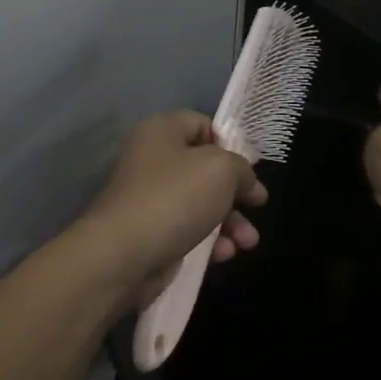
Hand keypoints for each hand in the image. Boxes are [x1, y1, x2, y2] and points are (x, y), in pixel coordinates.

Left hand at [76, 111, 266, 293]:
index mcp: (162, 132)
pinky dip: (209, 241)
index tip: (249, 167)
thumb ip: (241, 168)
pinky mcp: (150, 233)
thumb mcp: (221, 170)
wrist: (123, 255)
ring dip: (229, 222)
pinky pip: (187, 230)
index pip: (201, 124)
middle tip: (257, 206)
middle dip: (235, 191)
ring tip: (248, 243)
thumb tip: (246, 182)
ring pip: (200, 203)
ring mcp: (150, 198)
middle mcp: (153, 160)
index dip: (228, 142)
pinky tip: (224, 255)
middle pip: (204, 168)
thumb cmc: (174, 198)